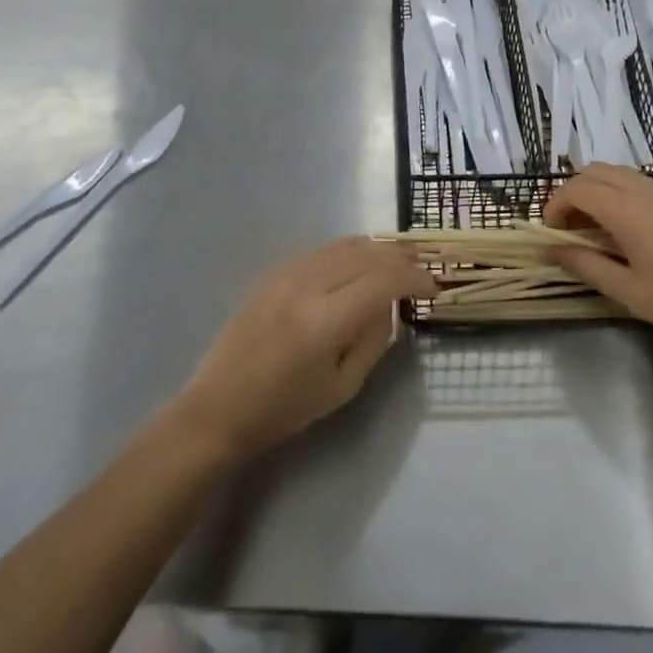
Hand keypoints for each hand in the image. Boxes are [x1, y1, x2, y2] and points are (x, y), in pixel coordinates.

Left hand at [171, 238, 434, 458]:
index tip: (433, 287)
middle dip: (402, 257)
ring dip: (378, 248)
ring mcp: (287, 272)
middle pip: (367, 254)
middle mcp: (307, 284)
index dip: (414, 279)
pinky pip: (323, 249)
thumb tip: (389, 304)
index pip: (383, 281)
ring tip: (400, 258)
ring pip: (345, 244)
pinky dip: (351, 250)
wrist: (219, 405)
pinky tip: (362, 260)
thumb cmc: (285, 408)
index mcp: (325, 320)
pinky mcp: (274, 271)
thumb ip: (374, 339)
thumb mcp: (343, 386)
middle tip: (424, 266)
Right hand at [544, 165, 652, 345]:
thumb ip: (587, 266)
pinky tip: (626, 231)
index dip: (554, 206)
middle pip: (593, 171)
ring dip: (595, 192)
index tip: (550, 234)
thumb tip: (553, 250)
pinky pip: (637, 183)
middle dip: (571, 194)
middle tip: (568, 229)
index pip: (576, 189)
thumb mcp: (631, 292)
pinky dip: (617, 194)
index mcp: (626, 209)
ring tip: (594, 231)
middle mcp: (643, 190)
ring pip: (617, 173)